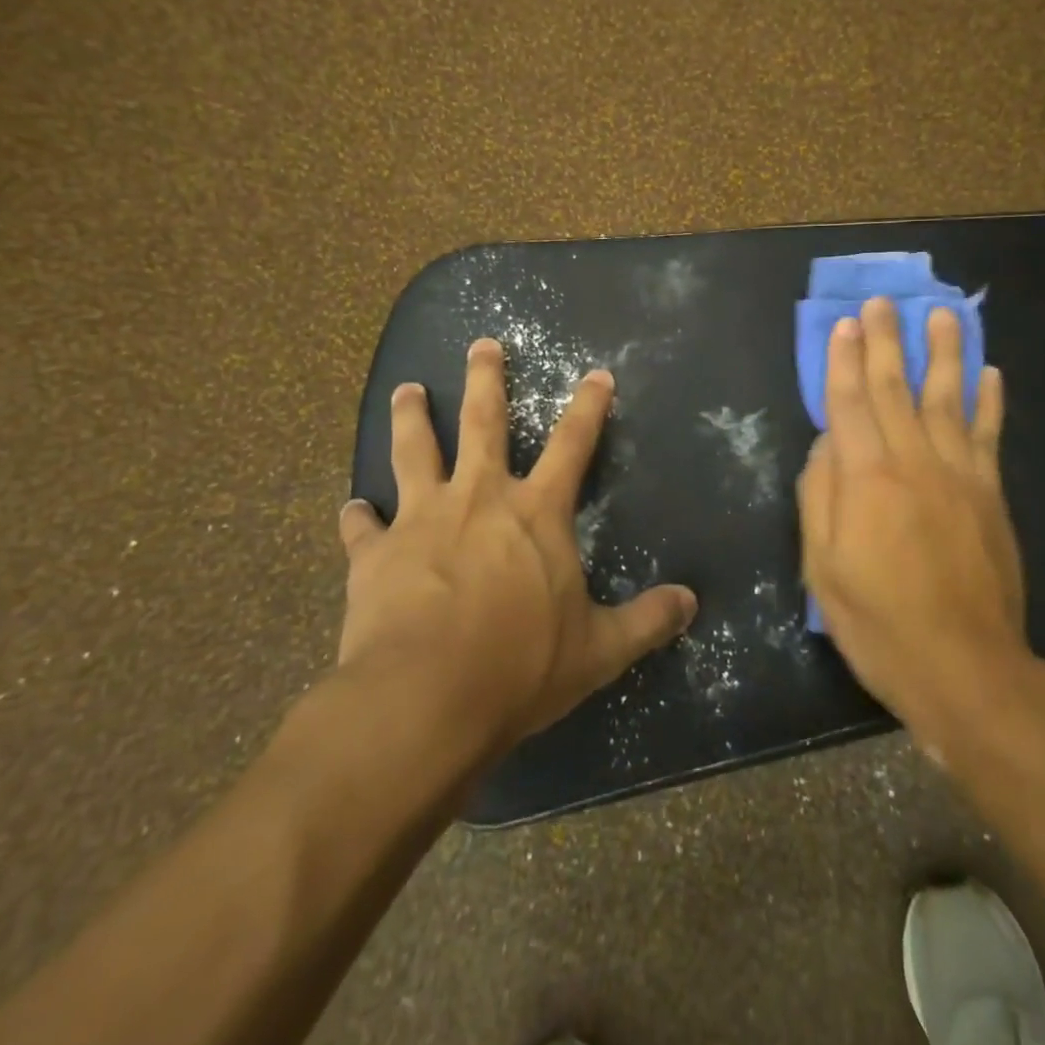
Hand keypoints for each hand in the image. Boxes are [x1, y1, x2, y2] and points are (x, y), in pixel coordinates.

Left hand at [337, 338, 698, 746]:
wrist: (424, 699)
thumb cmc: (520, 667)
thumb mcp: (599, 650)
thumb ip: (647, 621)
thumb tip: (693, 603)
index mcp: (537, 513)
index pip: (573, 445)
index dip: (588, 406)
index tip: (596, 374)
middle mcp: (479, 498)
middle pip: (484, 422)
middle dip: (486, 379)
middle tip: (482, 344)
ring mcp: (420, 519)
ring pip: (414, 450)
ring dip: (411, 417)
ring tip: (406, 389)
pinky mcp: (373, 554)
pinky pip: (361, 526)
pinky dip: (357, 517)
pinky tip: (351, 509)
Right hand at [797, 298, 1025, 742]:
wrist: (964, 667)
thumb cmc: (877, 622)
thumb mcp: (822, 567)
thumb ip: (819, 497)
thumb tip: (826, 444)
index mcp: (866, 478)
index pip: (850, 403)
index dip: (844, 360)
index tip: (845, 324)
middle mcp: (914, 461)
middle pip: (896, 388)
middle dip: (887, 341)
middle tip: (883, 301)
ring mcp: (960, 474)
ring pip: (947, 399)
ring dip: (943, 352)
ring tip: (942, 314)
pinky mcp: (990, 494)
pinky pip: (989, 435)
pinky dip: (988, 401)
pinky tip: (989, 372)